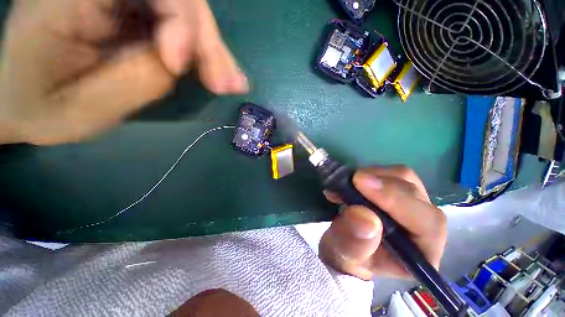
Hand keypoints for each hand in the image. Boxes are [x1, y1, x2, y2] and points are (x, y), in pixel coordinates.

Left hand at [0, 0, 247, 144]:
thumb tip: (181, 60)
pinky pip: (182, 26)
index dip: (176, 18)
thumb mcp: (81, 105)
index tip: (179, 65)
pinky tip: (222, 74)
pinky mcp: (135, 13)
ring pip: (186, 12)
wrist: (23, 96)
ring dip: (213, 51)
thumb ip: (137, 77)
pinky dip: (205, 52)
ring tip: (233, 83)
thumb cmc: (40, 108)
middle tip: (227, 83)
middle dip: (206, 40)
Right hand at [320, 166, 446, 279]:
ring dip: (375, 175)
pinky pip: (390, 173)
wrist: (346, 245)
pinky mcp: (398, 191)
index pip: (426, 223)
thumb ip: (354, 243)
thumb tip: (363, 216)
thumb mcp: (344, 255)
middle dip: (382, 184)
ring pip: (404, 178)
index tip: (361, 183)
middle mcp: (424, 227)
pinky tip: (352, 181)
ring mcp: (412, 205)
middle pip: (415, 194)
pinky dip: (370, 172)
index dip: (396, 199)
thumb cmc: (348, 256)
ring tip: (350, 183)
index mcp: (420, 254)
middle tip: (351, 180)